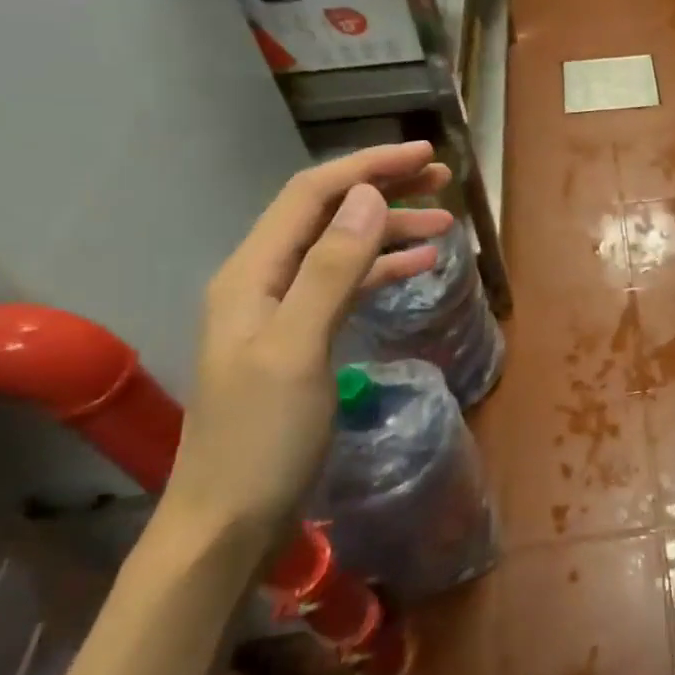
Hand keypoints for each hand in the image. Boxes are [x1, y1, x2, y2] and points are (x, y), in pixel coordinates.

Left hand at [162, 143, 454, 553]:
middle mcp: (262, 281)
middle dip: (383, 190)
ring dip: (389, 230)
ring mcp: (281, 312)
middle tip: (443, 181)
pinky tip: (418, 268)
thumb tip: (369, 197)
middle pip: (327, 215)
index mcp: (252, 273)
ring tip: (445, 224)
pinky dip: (382, 270)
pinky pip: (346, 287)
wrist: (229, 520)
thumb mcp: (299, 348)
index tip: (425, 154)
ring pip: (341, 250)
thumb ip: (332, 269)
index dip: (368, 167)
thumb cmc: (262, 438)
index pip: (312, 195)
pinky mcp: (301, 340)